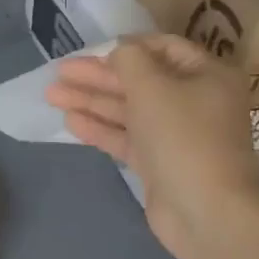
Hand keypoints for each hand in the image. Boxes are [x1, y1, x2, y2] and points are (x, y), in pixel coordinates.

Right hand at [45, 34, 258, 258]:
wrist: (206, 212)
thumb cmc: (183, 136)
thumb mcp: (153, 87)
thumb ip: (129, 60)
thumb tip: (118, 51)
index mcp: (206, 75)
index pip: (164, 48)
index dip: (127, 46)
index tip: (93, 49)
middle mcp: (194, 101)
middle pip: (140, 80)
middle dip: (98, 76)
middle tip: (60, 72)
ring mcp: (176, 135)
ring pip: (128, 110)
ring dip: (92, 100)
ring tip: (52, 95)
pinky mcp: (159, 163)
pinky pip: (126, 137)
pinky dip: (100, 128)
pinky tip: (70, 121)